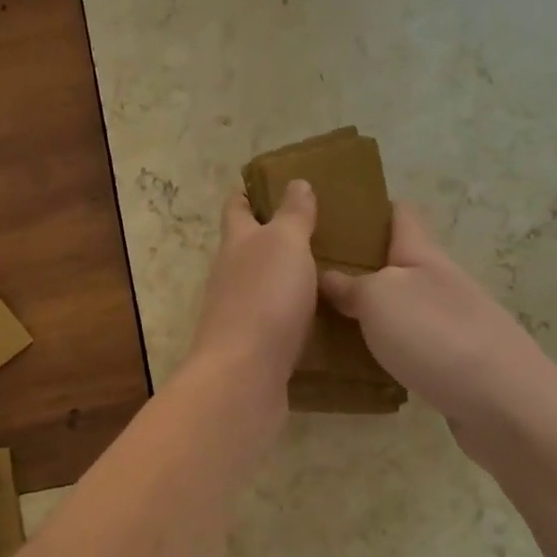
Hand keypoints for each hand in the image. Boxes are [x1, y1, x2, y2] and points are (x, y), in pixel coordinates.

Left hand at [184, 180, 318, 391]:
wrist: (243, 375)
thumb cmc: (265, 297)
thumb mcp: (285, 244)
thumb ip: (292, 215)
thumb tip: (295, 182)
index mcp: (236, 243)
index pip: (237, 208)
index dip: (249, 193)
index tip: (270, 183)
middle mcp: (230, 274)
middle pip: (247, 247)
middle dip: (272, 235)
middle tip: (316, 228)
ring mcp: (237, 312)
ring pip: (261, 284)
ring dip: (285, 276)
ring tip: (326, 271)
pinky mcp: (252, 346)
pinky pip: (275, 320)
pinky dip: (293, 312)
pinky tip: (320, 317)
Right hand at [321, 204, 556, 459]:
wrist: (506, 405)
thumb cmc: (437, 336)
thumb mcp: (380, 298)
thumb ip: (351, 285)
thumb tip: (327, 276)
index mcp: (422, 254)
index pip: (399, 214)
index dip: (369, 207)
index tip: (332, 211)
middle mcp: (438, 282)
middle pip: (396, 262)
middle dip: (359, 263)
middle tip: (309, 274)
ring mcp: (450, 323)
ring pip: (400, 305)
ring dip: (368, 309)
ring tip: (323, 318)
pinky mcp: (453, 363)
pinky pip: (409, 343)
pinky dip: (384, 346)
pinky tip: (357, 360)